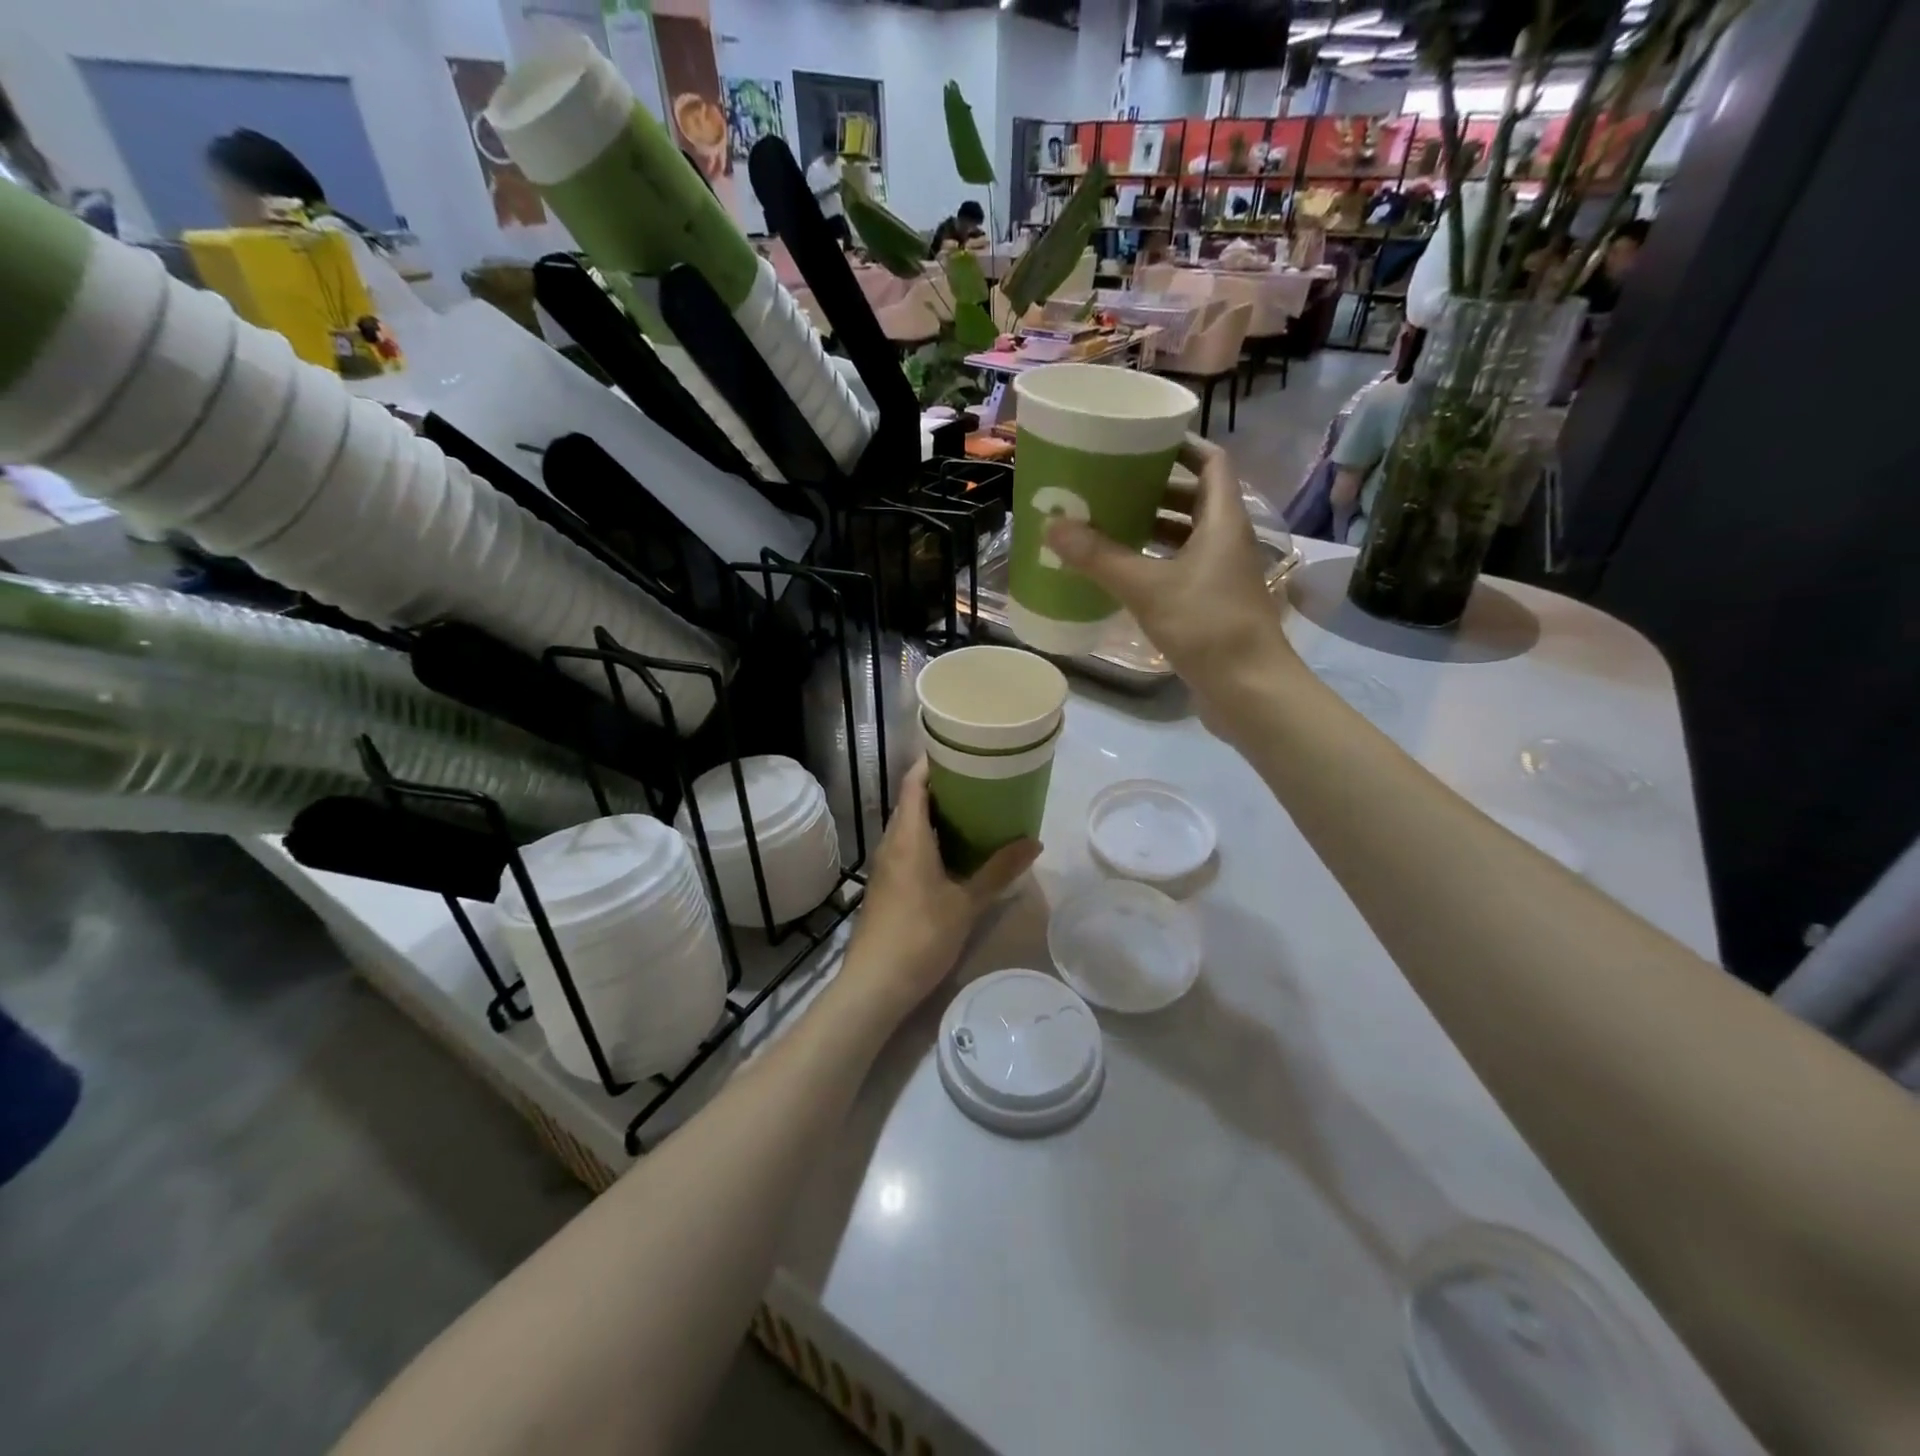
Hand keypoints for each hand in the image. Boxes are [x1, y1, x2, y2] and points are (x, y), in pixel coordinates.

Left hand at [838, 761, 1039, 1019]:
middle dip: (943, 787)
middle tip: (981, 780)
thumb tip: (1034, 843)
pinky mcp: (886, 885)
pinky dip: (930, 838)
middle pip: (913, 801)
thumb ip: (999, 870)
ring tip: (975, 810)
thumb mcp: (966, 903)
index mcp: (908, 836)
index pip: (914, 782)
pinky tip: (955, 851)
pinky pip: (908, 846)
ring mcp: (886, 865)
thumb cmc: (921, 936)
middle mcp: (892, 842)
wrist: (875, 983)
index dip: (934, 762)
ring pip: (910, 826)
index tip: (962, 751)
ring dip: (937, 815)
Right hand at [1046, 436, 1297, 721]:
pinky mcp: (1211, 605)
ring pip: (1186, 536)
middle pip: (1195, 498)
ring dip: (1152, 527)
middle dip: (1155, 488)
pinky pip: (1180, 569)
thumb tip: (1053, 525)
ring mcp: (1221, 575)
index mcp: (1223, 521)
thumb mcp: (1147, 587)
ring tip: (1108, 523)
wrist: (1248, 690)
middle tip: (1111, 483)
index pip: (1211, 462)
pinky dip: (1153, 563)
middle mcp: (1227, 541)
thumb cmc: (1206, 626)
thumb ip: (1100, 557)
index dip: (1182, 446)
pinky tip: (1121, 572)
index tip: (1142, 441)